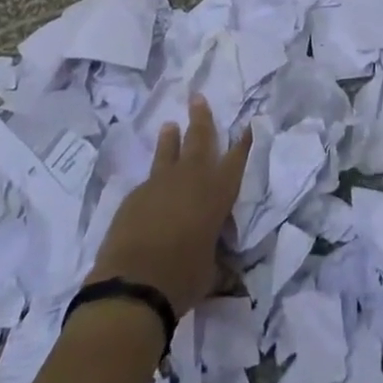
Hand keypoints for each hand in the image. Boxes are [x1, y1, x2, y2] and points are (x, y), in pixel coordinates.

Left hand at [88, 97, 252, 320]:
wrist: (132, 285)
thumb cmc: (182, 277)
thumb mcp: (210, 273)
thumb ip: (219, 264)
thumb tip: (231, 278)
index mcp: (217, 192)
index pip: (236, 159)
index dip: (244, 142)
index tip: (249, 124)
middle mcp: (191, 178)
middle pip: (199, 138)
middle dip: (201, 117)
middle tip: (197, 97)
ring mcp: (159, 183)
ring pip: (168, 151)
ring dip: (171, 138)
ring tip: (170, 125)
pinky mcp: (134, 196)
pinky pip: (148, 181)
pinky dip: (152, 180)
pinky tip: (150, 189)